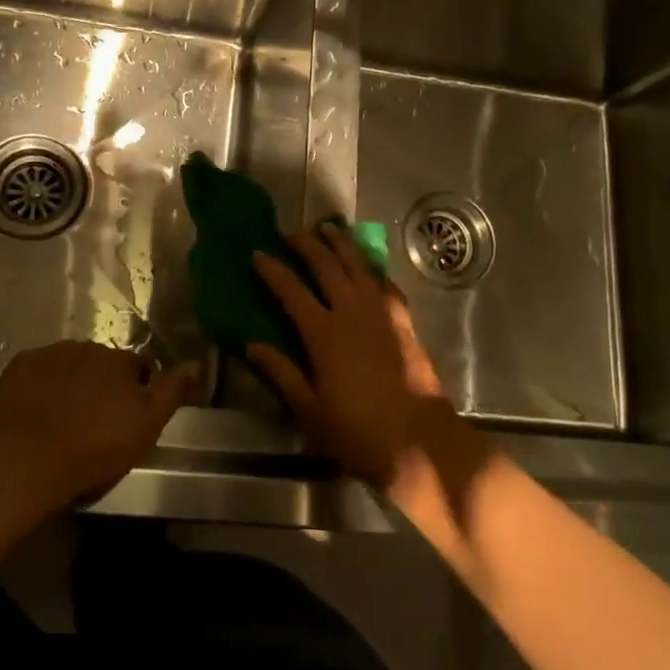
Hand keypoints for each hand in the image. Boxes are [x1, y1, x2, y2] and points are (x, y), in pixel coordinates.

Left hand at [0, 341, 199, 509]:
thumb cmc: (94, 447)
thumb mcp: (146, 427)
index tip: (126, 418)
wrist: (26, 459)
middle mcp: (88, 347)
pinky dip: (42, 385)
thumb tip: (196, 363)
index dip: (135, 391)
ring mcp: (51, 353)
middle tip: (94, 421)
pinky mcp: (20, 364)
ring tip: (64, 418)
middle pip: (102, 363)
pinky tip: (37, 411)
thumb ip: (172, 392)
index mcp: (120, 361)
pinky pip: (39, 370)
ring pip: (70, 364)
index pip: (137, 368)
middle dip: (102, 384)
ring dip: (72, 382)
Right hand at [249, 227, 458, 488]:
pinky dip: (373, 269)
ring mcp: (381, 313)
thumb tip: (251, 345)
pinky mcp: (403, 321)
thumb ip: (281, 372)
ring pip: (359, 265)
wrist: (418, 440)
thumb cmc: (356, 431)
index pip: (291, 290)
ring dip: (342, 244)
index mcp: (323, 333)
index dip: (272, 269)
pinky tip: (369, 267)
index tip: (257, 252)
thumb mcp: (309, 409)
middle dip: (306, 245)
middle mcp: (352, 312)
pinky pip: (385, 284)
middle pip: (326, 266)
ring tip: (329, 229)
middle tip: (290, 233)